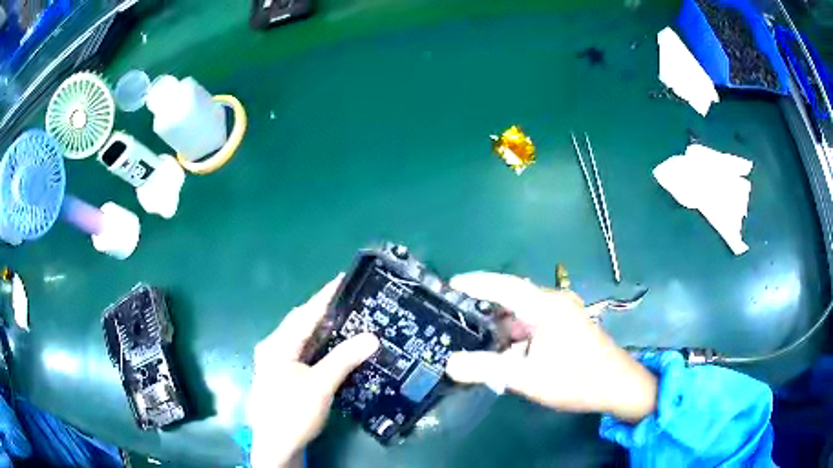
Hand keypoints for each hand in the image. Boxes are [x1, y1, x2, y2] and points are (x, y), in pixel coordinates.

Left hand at [246, 275, 379, 467]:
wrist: (275, 444)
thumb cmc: (293, 413)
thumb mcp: (320, 386)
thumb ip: (344, 359)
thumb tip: (372, 337)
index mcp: (278, 345)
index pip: (304, 314)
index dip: (325, 296)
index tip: (344, 279)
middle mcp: (273, 347)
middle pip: (301, 323)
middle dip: (324, 310)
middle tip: (351, 300)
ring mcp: (276, 361)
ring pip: (302, 338)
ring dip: (322, 328)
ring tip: (347, 318)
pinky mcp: (282, 374)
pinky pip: (303, 351)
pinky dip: (319, 345)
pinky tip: (334, 346)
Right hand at [446, 272, 656, 422]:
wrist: (618, 386)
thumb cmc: (576, 379)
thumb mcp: (528, 377)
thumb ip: (488, 369)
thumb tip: (450, 364)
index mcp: (547, 307)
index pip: (506, 285)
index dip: (477, 282)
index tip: (452, 283)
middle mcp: (554, 304)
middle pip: (512, 300)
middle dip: (485, 312)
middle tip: (457, 321)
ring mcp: (561, 315)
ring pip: (521, 317)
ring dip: (500, 331)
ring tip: (474, 344)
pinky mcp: (564, 328)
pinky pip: (532, 327)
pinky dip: (515, 339)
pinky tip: (502, 356)